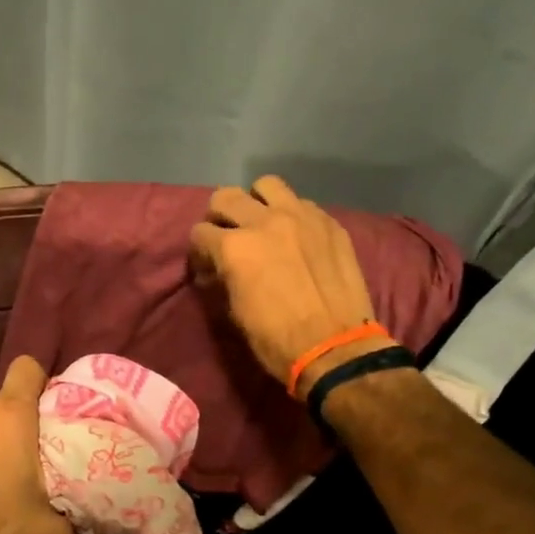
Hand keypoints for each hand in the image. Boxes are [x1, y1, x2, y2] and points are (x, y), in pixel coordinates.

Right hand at [189, 175, 392, 392]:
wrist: (335, 348)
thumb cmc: (275, 339)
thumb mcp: (235, 311)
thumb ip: (224, 277)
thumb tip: (218, 268)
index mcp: (234, 248)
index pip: (200, 232)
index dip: (199, 251)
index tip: (207, 267)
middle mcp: (264, 222)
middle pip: (226, 197)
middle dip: (219, 217)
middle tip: (227, 237)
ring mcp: (301, 216)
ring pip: (266, 185)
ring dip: (256, 202)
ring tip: (262, 224)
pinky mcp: (329, 222)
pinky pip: (301, 203)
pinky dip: (291, 215)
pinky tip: (296, 238)